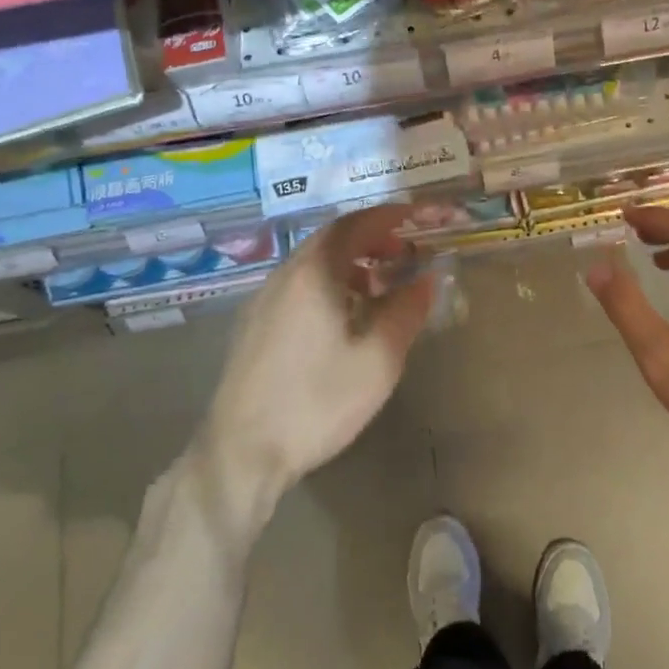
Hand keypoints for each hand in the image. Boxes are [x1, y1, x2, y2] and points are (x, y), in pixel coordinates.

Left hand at [199, 206, 434, 520]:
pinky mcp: (254, 325)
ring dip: (350, 262)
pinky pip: (297, 284)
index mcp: (314, 273)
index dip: (388, 216)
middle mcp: (284, 275)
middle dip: (371, 238)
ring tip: (379, 286)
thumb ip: (407, 312)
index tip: (415, 217)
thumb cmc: (317, 402)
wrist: (242, 452)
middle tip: (404, 252)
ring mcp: (263, 299)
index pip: (355, 224)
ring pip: (312, 262)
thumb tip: (427, 280)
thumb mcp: (378, 360)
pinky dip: (328, 282)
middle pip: (331, 238)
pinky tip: (343, 316)